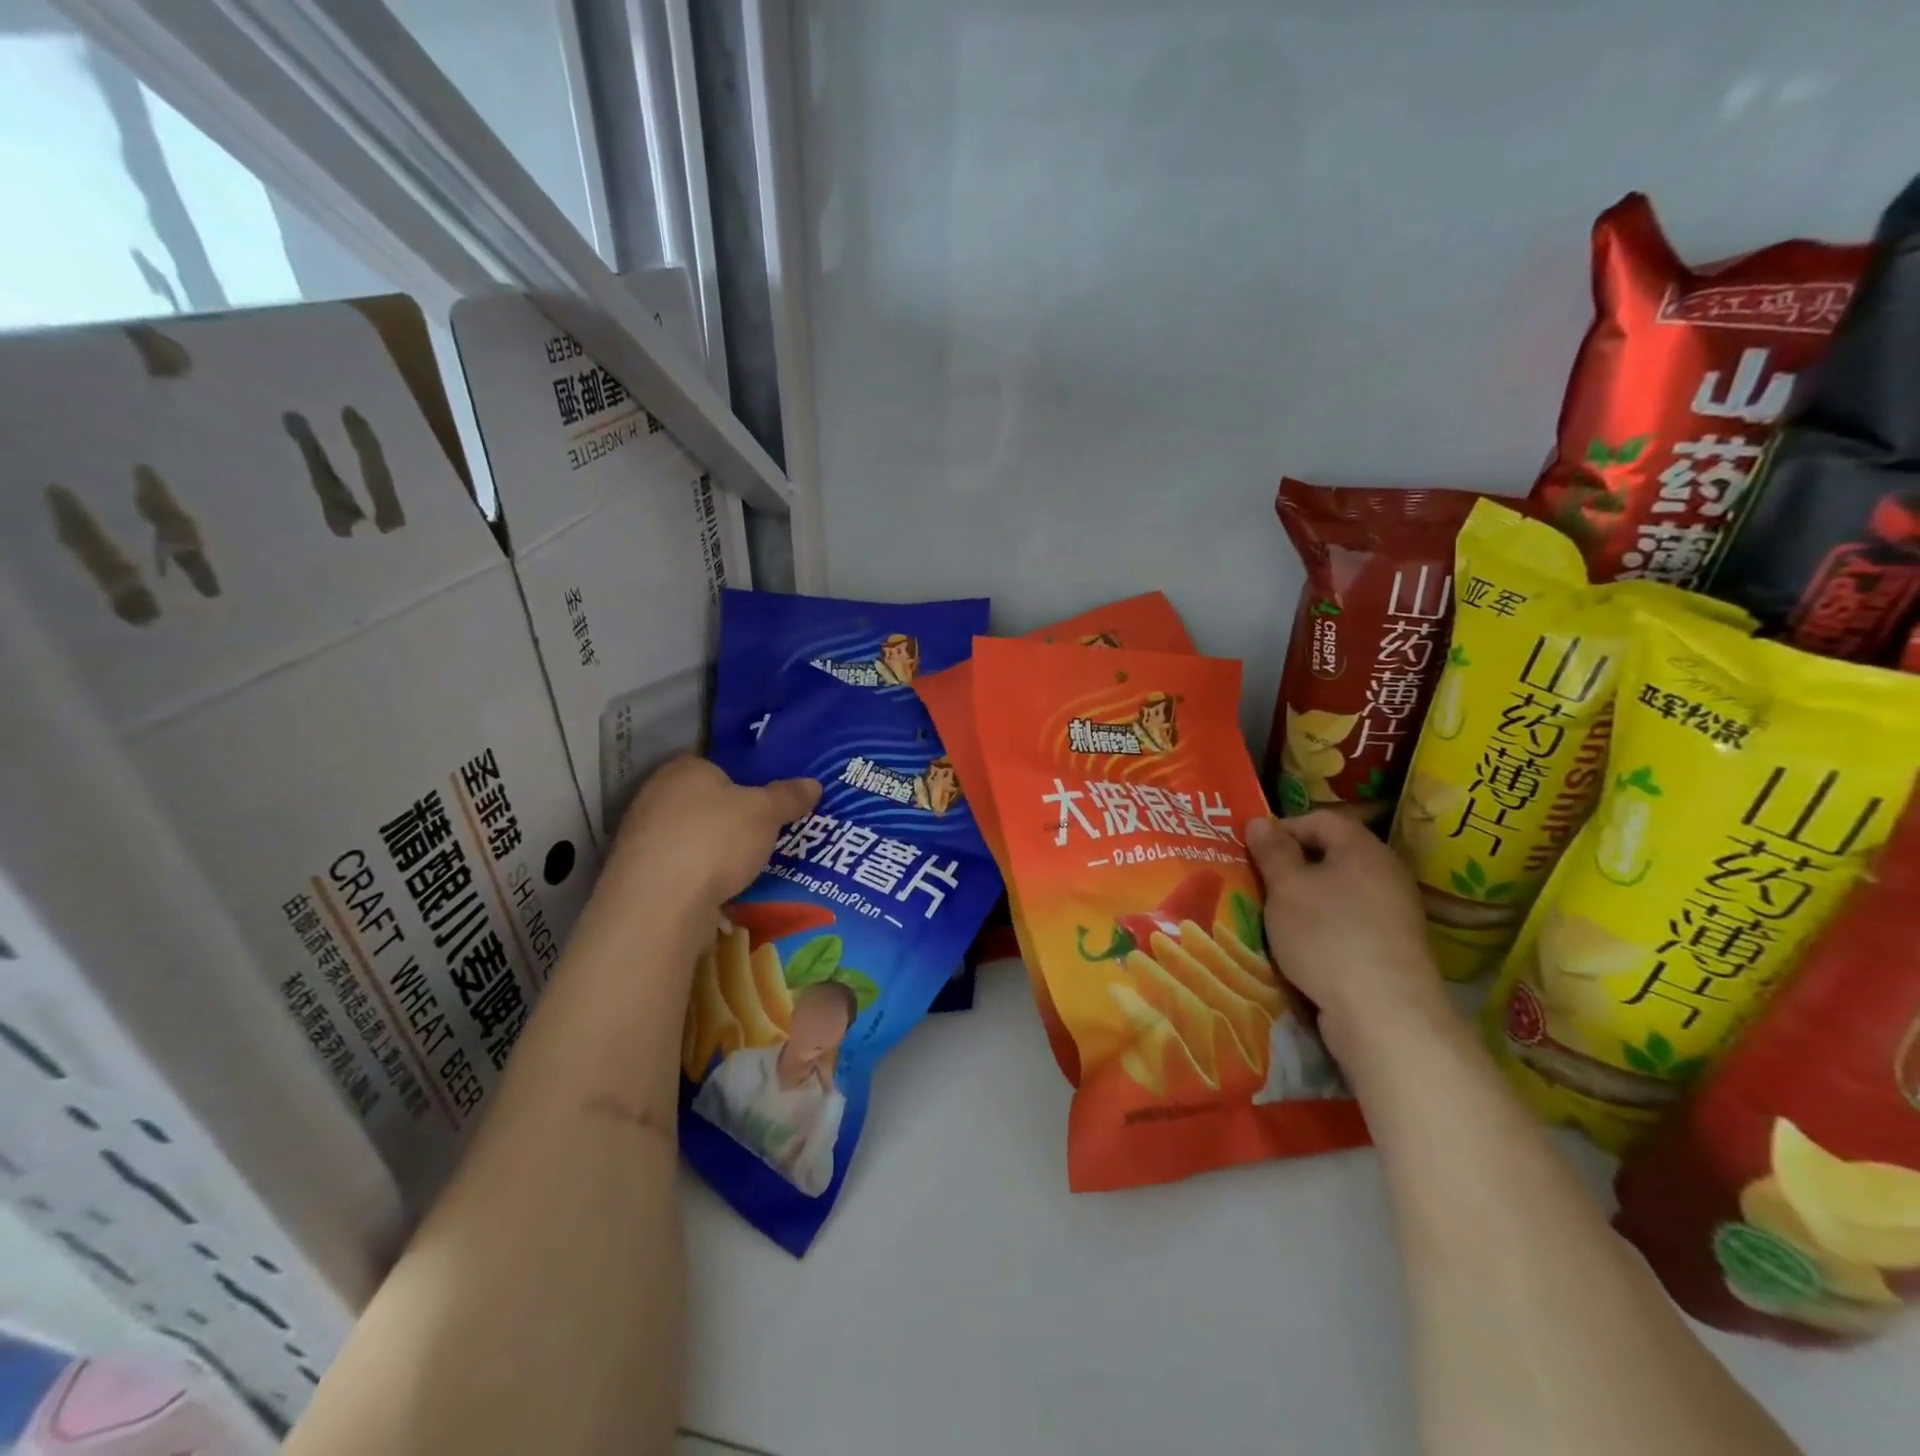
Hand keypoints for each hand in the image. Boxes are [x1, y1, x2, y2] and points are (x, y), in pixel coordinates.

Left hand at [610, 756, 820, 910]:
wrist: (659, 905)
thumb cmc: (715, 841)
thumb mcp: (766, 813)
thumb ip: (788, 796)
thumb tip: (813, 783)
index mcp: (684, 769)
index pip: (717, 764)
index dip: (744, 779)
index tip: (768, 799)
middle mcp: (656, 795)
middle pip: (704, 801)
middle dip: (732, 817)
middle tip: (766, 833)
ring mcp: (642, 836)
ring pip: (692, 837)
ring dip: (715, 850)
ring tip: (750, 866)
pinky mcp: (639, 874)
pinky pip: (681, 867)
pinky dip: (700, 876)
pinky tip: (723, 891)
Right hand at [1244, 812, 1449, 1068]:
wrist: (1385, 1013)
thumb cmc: (1328, 936)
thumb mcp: (1286, 887)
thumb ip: (1272, 852)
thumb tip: (1261, 822)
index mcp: (1363, 848)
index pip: (1321, 818)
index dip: (1284, 828)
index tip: (1254, 851)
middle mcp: (1385, 873)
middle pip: (1332, 855)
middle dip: (1292, 867)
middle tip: (1259, 883)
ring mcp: (1394, 913)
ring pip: (1339, 892)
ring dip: (1305, 901)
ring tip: (1274, 917)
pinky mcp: (1392, 948)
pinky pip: (1349, 923)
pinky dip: (1324, 928)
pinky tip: (1302, 947)